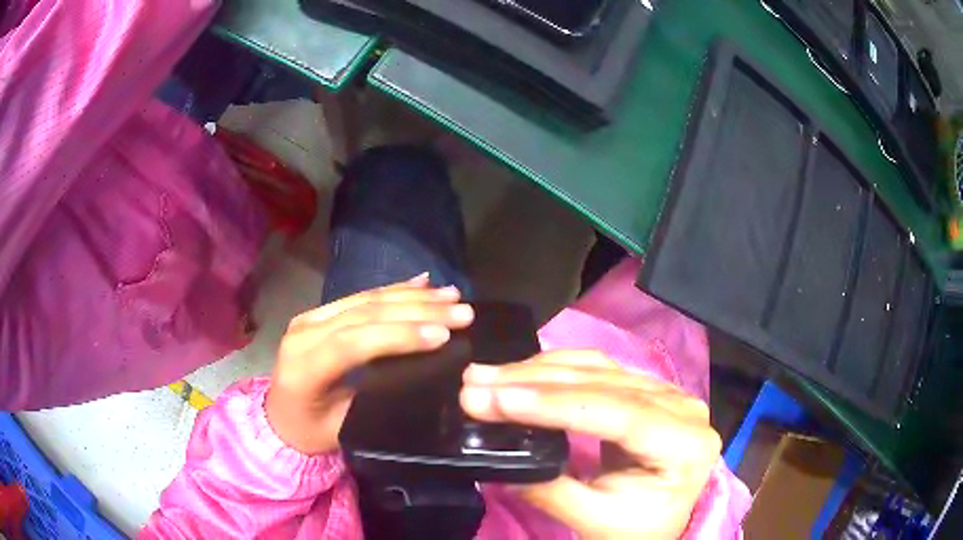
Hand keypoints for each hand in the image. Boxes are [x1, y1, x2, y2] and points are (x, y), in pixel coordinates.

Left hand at [266, 275, 474, 454]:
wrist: (279, 419)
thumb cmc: (311, 433)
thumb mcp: (341, 429)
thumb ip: (373, 399)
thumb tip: (421, 374)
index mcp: (303, 368)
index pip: (352, 344)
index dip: (398, 336)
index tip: (443, 335)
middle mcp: (303, 334)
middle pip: (363, 315)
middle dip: (416, 311)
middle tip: (461, 311)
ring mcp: (310, 318)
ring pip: (365, 300)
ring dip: (411, 297)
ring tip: (450, 295)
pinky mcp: (319, 314)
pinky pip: (359, 297)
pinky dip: (394, 290)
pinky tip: (421, 282)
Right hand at [460, 352, 720, 539]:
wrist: (657, 523)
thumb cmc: (634, 527)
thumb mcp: (595, 519)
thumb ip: (550, 490)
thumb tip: (498, 458)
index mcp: (685, 444)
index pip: (620, 414)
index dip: (556, 404)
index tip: (499, 398)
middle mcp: (683, 407)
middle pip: (606, 384)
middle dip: (534, 382)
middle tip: (477, 383)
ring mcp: (666, 392)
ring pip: (598, 368)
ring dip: (538, 370)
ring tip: (487, 375)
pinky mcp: (645, 388)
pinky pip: (599, 369)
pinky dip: (555, 369)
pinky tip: (522, 371)